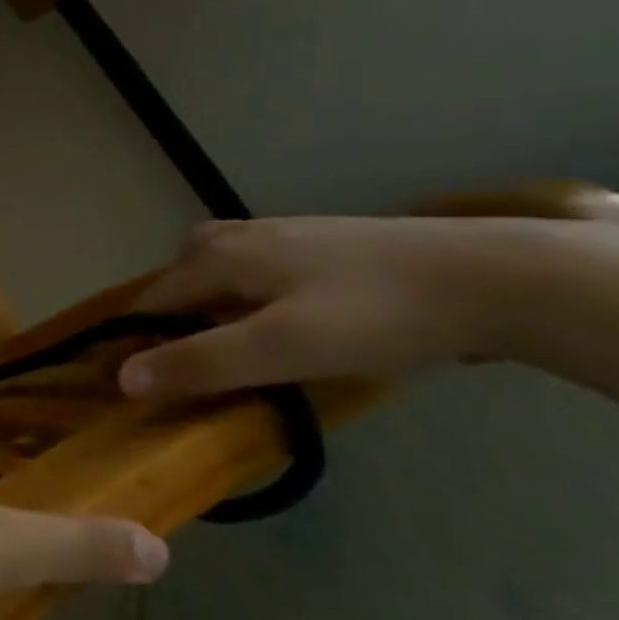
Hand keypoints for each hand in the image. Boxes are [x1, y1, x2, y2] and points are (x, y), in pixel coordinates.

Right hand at [117, 215, 527, 400]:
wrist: (494, 276)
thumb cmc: (375, 315)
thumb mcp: (280, 348)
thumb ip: (201, 362)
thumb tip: (123, 379)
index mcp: (220, 256)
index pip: (152, 299)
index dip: (137, 340)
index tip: (137, 385)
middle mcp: (242, 235)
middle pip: (181, 275)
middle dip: (170, 316)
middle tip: (187, 365)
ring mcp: (287, 234)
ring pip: (222, 267)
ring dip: (210, 303)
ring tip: (232, 345)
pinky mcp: (327, 243)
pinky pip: (260, 268)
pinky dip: (248, 295)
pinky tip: (286, 320)